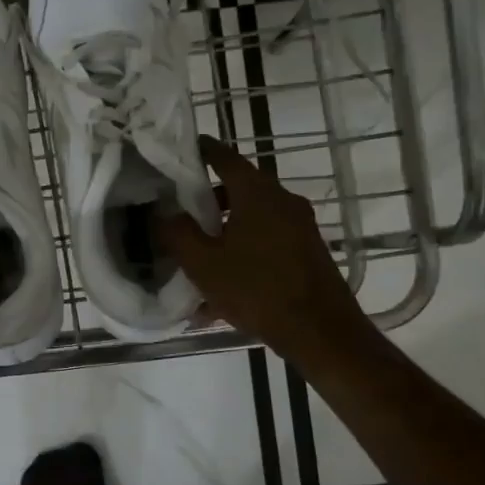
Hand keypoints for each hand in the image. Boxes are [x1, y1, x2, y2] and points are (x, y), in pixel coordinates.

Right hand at [160, 135, 370, 362]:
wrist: (321, 332)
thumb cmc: (257, 289)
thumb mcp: (203, 263)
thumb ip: (177, 233)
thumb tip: (162, 214)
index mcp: (257, 193)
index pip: (224, 157)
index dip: (200, 151)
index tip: (179, 152)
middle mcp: (282, 201)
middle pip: (238, 189)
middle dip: (206, 201)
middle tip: (178, 214)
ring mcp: (299, 227)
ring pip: (251, 220)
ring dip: (223, 233)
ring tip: (196, 259)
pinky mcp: (307, 252)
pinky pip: (265, 244)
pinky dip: (242, 255)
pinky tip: (221, 294)